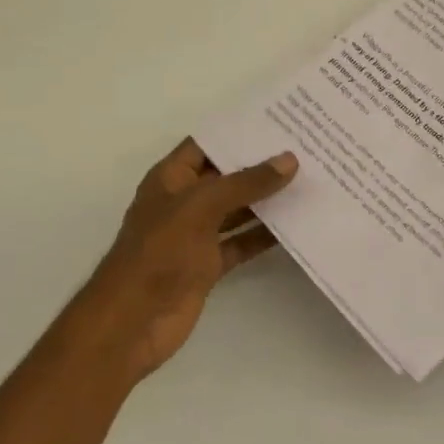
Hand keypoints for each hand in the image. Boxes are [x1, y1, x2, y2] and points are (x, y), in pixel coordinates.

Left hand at [75, 139, 298, 386]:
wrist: (133, 322)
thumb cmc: (159, 253)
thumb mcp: (202, 207)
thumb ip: (246, 183)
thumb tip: (289, 160)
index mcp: (171, 179)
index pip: (207, 144)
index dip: (238, 131)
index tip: (279, 121)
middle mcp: (184, 202)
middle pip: (227, 176)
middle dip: (261, 165)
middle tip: (306, 149)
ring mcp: (197, 235)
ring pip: (238, 210)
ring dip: (268, 200)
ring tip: (310, 181)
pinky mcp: (209, 265)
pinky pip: (242, 242)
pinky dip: (265, 236)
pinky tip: (297, 225)